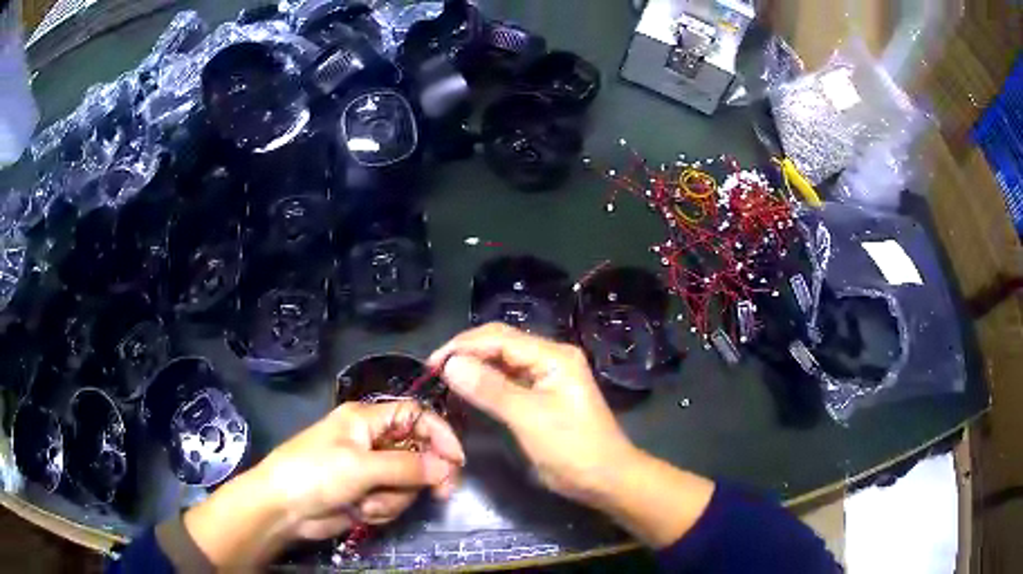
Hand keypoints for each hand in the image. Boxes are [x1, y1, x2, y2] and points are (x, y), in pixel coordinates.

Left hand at [183, 401, 463, 566]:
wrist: (284, 508)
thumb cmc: (315, 473)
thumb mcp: (360, 466)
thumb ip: (406, 467)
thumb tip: (446, 468)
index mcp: (367, 420)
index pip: (415, 417)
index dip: (440, 434)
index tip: (457, 461)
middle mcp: (372, 441)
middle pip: (418, 453)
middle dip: (424, 475)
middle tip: (441, 493)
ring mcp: (371, 470)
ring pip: (408, 482)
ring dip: (395, 497)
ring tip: (369, 502)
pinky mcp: (368, 494)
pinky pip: (394, 500)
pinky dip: (383, 508)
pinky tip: (361, 510)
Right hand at [429, 324, 714, 548]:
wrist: (604, 478)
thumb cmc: (572, 448)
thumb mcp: (530, 418)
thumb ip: (491, 389)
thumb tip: (451, 364)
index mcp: (553, 356)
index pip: (500, 338)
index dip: (463, 346)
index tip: (432, 364)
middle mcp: (550, 358)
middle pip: (501, 344)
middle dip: (466, 352)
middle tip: (434, 369)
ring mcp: (546, 376)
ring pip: (502, 361)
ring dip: (474, 366)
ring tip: (445, 377)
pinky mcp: (541, 395)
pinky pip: (507, 379)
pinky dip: (485, 382)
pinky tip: (467, 388)